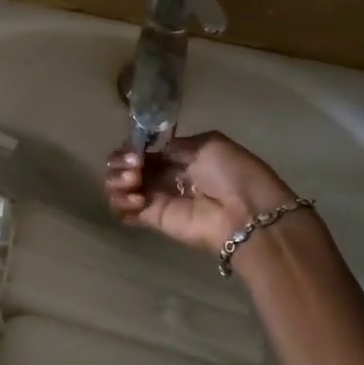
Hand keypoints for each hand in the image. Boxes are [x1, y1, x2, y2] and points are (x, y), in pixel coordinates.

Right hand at [104, 131, 297, 254]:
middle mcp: (164, 175)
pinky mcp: (153, 220)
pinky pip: (122, 211)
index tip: (136, 150)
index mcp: (179, 155)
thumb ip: (173, 146)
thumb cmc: (232, 173)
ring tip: (135, 183)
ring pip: (118, 188)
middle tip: (135, 168)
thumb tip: (148, 150)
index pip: (142, 148)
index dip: (132, 146)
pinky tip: (137, 200)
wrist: (246, 212)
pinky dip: (120, 203)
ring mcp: (156, 198)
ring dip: (117, 181)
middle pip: (125, 166)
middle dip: (121, 162)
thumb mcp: (207, 144)